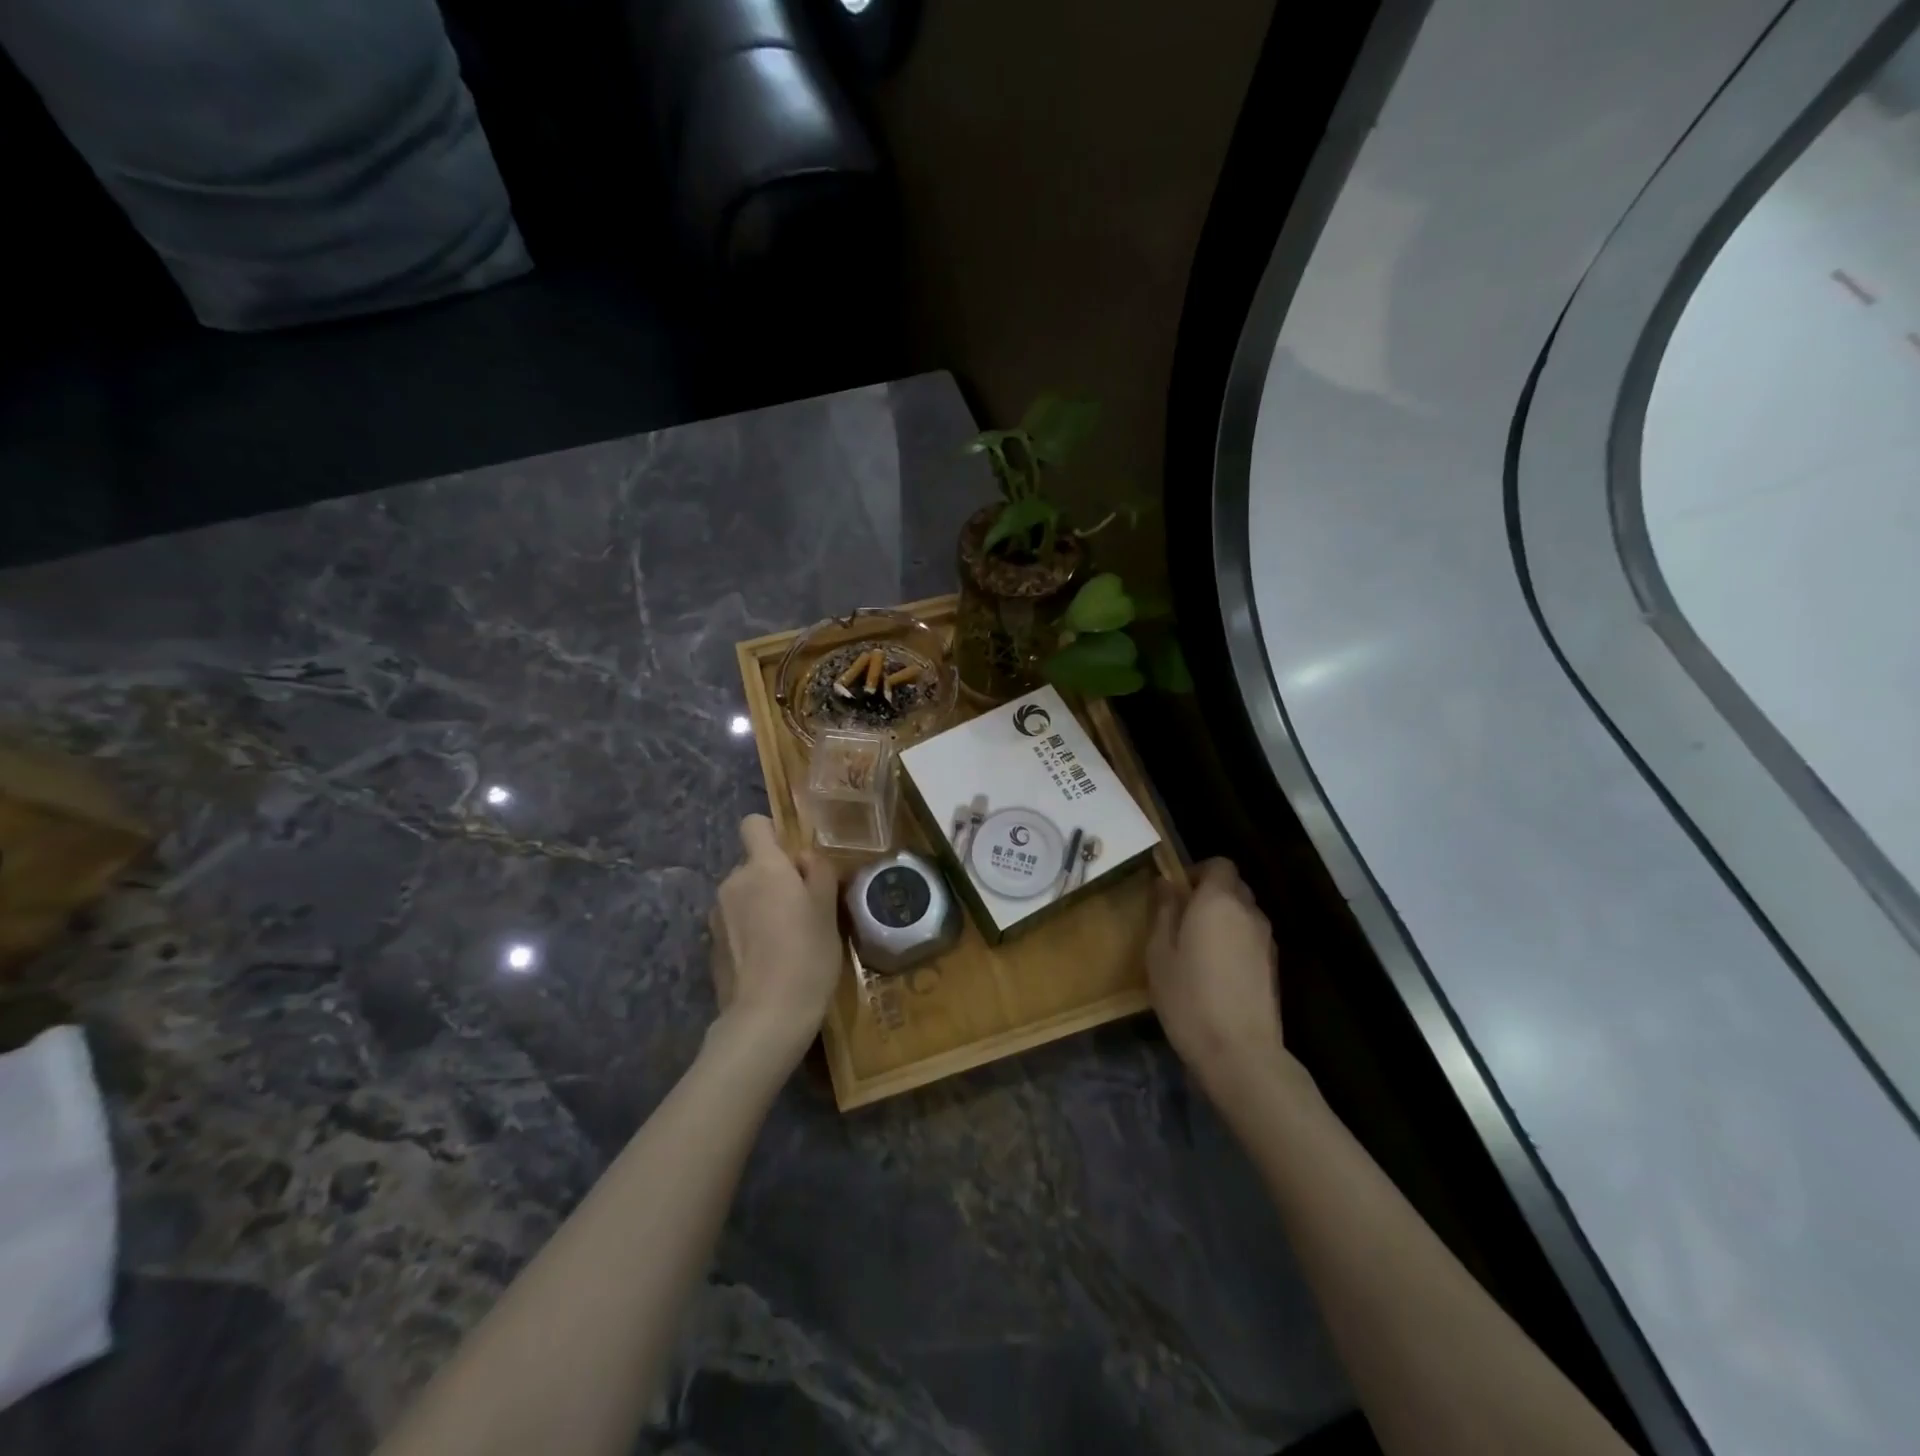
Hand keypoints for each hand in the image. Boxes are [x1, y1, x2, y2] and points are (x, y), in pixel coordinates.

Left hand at [710, 816, 842, 1065]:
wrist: (767, 1017)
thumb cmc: (807, 954)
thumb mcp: (827, 909)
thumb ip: (818, 872)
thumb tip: (803, 858)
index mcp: (762, 867)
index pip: (753, 824)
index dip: (773, 833)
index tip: (795, 859)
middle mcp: (733, 882)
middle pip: (753, 864)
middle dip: (774, 877)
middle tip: (803, 907)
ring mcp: (717, 915)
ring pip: (744, 895)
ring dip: (761, 905)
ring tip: (787, 938)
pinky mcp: (712, 945)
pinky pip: (735, 922)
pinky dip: (750, 930)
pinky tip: (769, 959)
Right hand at [1147, 859, 1285, 1098]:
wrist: (1239, 1052)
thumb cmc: (1188, 996)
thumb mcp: (1159, 951)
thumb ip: (1164, 910)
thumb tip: (1166, 883)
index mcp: (1218, 900)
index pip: (1218, 864)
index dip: (1197, 871)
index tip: (1176, 892)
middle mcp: (1248, 912)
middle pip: (1233, 887)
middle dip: (1209, 894)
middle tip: (1181, 920)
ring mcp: (1266, 940)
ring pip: (1243, 914)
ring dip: (1222, 919)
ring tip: (1197, 948)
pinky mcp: (1274, 967)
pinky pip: (1250, 938)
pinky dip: (1234, 942)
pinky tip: (1216, 971)